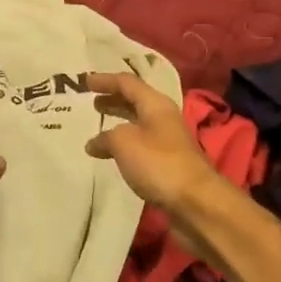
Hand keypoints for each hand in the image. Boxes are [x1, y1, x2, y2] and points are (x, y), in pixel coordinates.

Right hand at [83, 72, 223, 216]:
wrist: (195, 201)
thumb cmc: (158, 163)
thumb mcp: (124, 143)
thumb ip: (106, 137)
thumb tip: (93, 144)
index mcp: (155, 104)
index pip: (127, 83)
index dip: (105, 80)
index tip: (85, 81)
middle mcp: (163, 117)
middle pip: (135, 100)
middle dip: (113, 99)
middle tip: (92, 102)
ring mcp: (168, 139)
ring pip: (138, 122)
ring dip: (118, 120)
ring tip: (99, 124)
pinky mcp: (168, 161)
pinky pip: (141, 142)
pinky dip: (124, 142)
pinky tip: (112, 153)